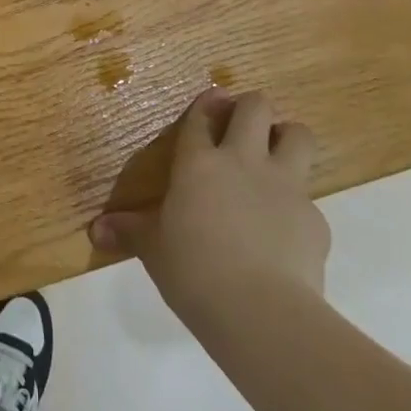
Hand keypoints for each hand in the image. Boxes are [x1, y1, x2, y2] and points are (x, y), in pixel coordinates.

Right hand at [90, 90, 328, 327]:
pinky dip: (297, 205)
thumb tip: (96, 230)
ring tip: (275, 157)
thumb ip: (129, 232)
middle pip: (256, 107)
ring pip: (297, 134)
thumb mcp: (153, 249)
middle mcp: (243, 162)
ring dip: (287, 138)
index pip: (202, 118)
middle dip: (251, 108)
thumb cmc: (193, 271)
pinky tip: (284, 230)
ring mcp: (284, 186)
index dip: (206, 105)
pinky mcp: (315, 218)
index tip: (212, 99)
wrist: (260, 311)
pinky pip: (309, 196)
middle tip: (243, 125)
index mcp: (199, 164)